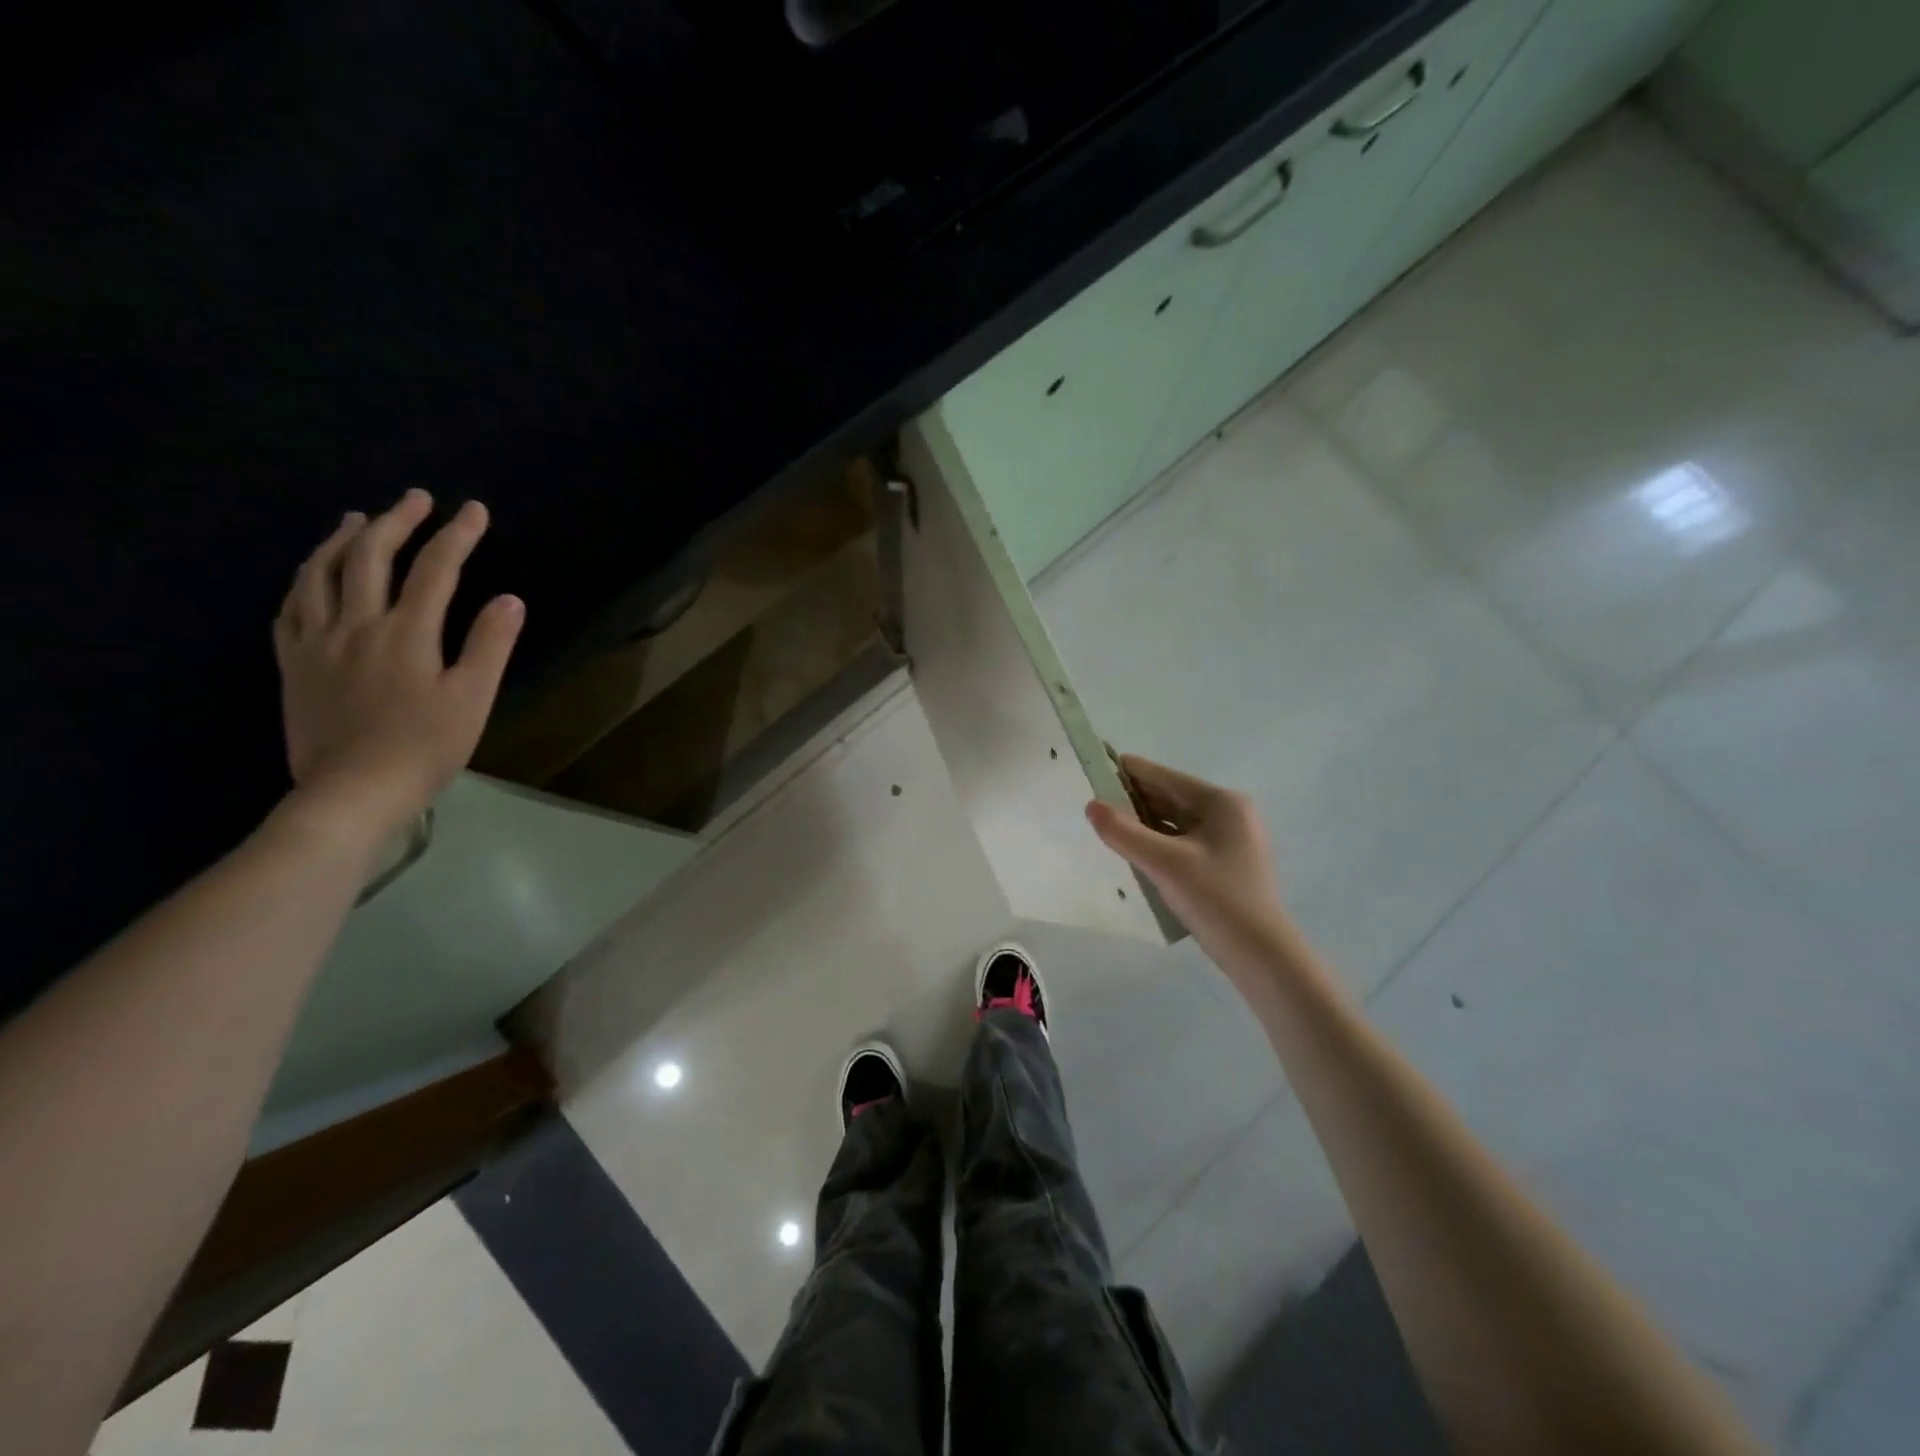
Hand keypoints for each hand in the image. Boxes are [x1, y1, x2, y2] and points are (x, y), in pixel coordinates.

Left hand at [273, 491, 523, 839]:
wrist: (353, 790)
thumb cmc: (425, 747)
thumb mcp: (472, 699)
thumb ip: (490, 646)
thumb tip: (509, 599)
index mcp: (407, 633)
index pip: (436, 570)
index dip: (457, 535)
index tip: (473, 509)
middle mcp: (357, 624)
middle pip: (372, 558)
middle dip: (397, 521)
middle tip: (416, 499)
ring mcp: (317, 642)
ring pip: (321, 574)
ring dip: (342, 540)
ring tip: (357, 519)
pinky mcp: (294, 664)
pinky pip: (290, 609)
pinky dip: (304, 581)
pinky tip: (311, 576)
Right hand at [1087, 755, 1289, 965]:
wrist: (1262, 957)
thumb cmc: (1216, 899)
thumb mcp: (1164, 864)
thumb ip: (1124, 833)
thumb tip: (1091, 806)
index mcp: (1221, 803)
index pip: (1166, 778)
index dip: (1130, 772)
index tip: (1096, 765)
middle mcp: (1229, 814)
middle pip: (1172, 798)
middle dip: (1134, 798)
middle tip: (1094, 799)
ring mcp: (1230, 840)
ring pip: (1177, 821)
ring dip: (1145, 821)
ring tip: (1108, 823)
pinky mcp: (1225, 864)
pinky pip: (1184, 841)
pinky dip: (1159, 841)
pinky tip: (1136, 850)